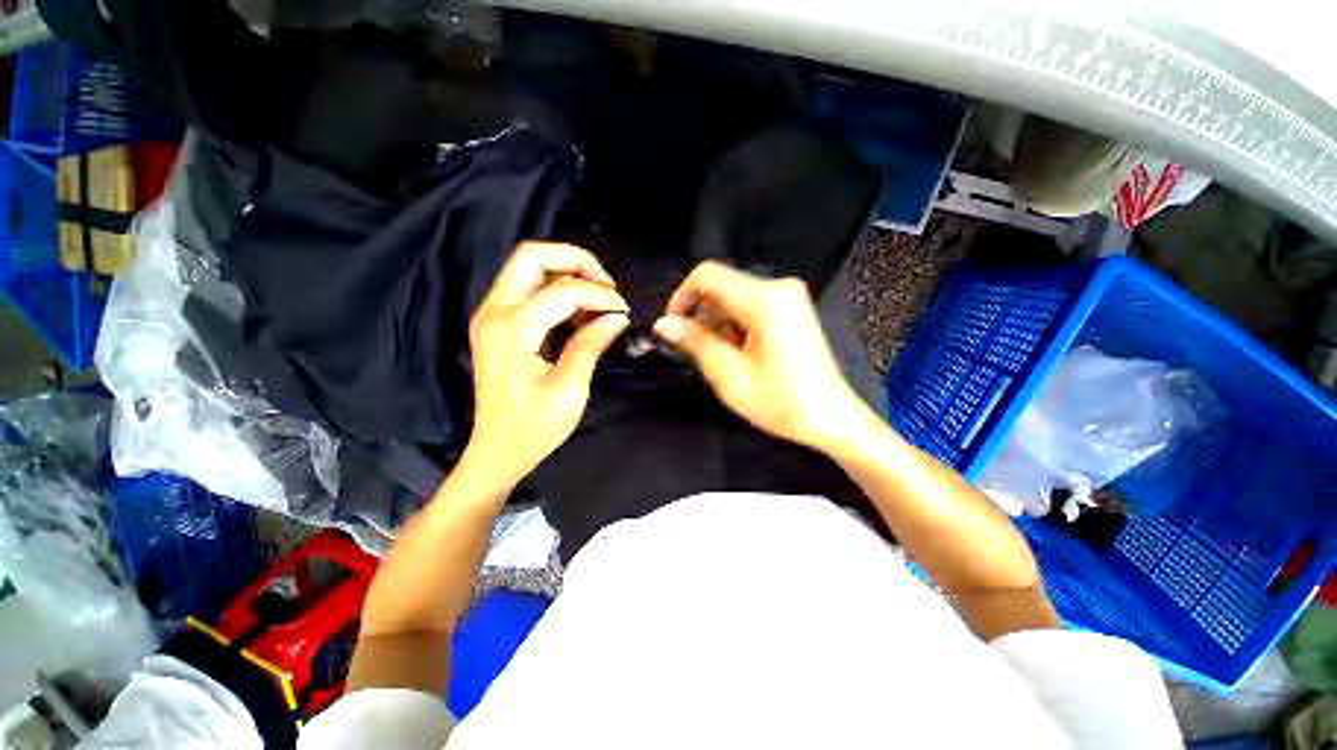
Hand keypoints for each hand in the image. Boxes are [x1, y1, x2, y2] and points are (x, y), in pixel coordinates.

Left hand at [466, 242, 629, 486]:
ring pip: (528, 268)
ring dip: (566, 273)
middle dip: (575, 261)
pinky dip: (556, 290)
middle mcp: (494, 312)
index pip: (564, 290)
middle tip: (606, 286)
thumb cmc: (534, 428)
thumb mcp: (570, 388)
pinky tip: (579, 313)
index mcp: (512, 329)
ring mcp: (492, 316)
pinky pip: (527, 289)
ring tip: (597, 299)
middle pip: (532, 256)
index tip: (623, 312)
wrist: (498, 451)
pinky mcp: (498, 325)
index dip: (600, 296)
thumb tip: (617, 317)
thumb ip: (591, 344)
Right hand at [653, 261, 867, 451]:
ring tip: (724, 359)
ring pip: (735, 298)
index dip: (682, 296)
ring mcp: (789, 297)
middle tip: (698, 352)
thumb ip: (694, 342)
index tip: (672, 326)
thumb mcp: (728, 374)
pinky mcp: (793, 309)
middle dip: (702, 315)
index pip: (707, 275)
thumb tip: (663, 324)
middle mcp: (779, 287)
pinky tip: (742, 354)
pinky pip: (751, 306)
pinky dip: (736, 326)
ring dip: (719, 324)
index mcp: (764, 298)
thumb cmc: (779, 401)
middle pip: (722, 286)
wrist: (830, 418)